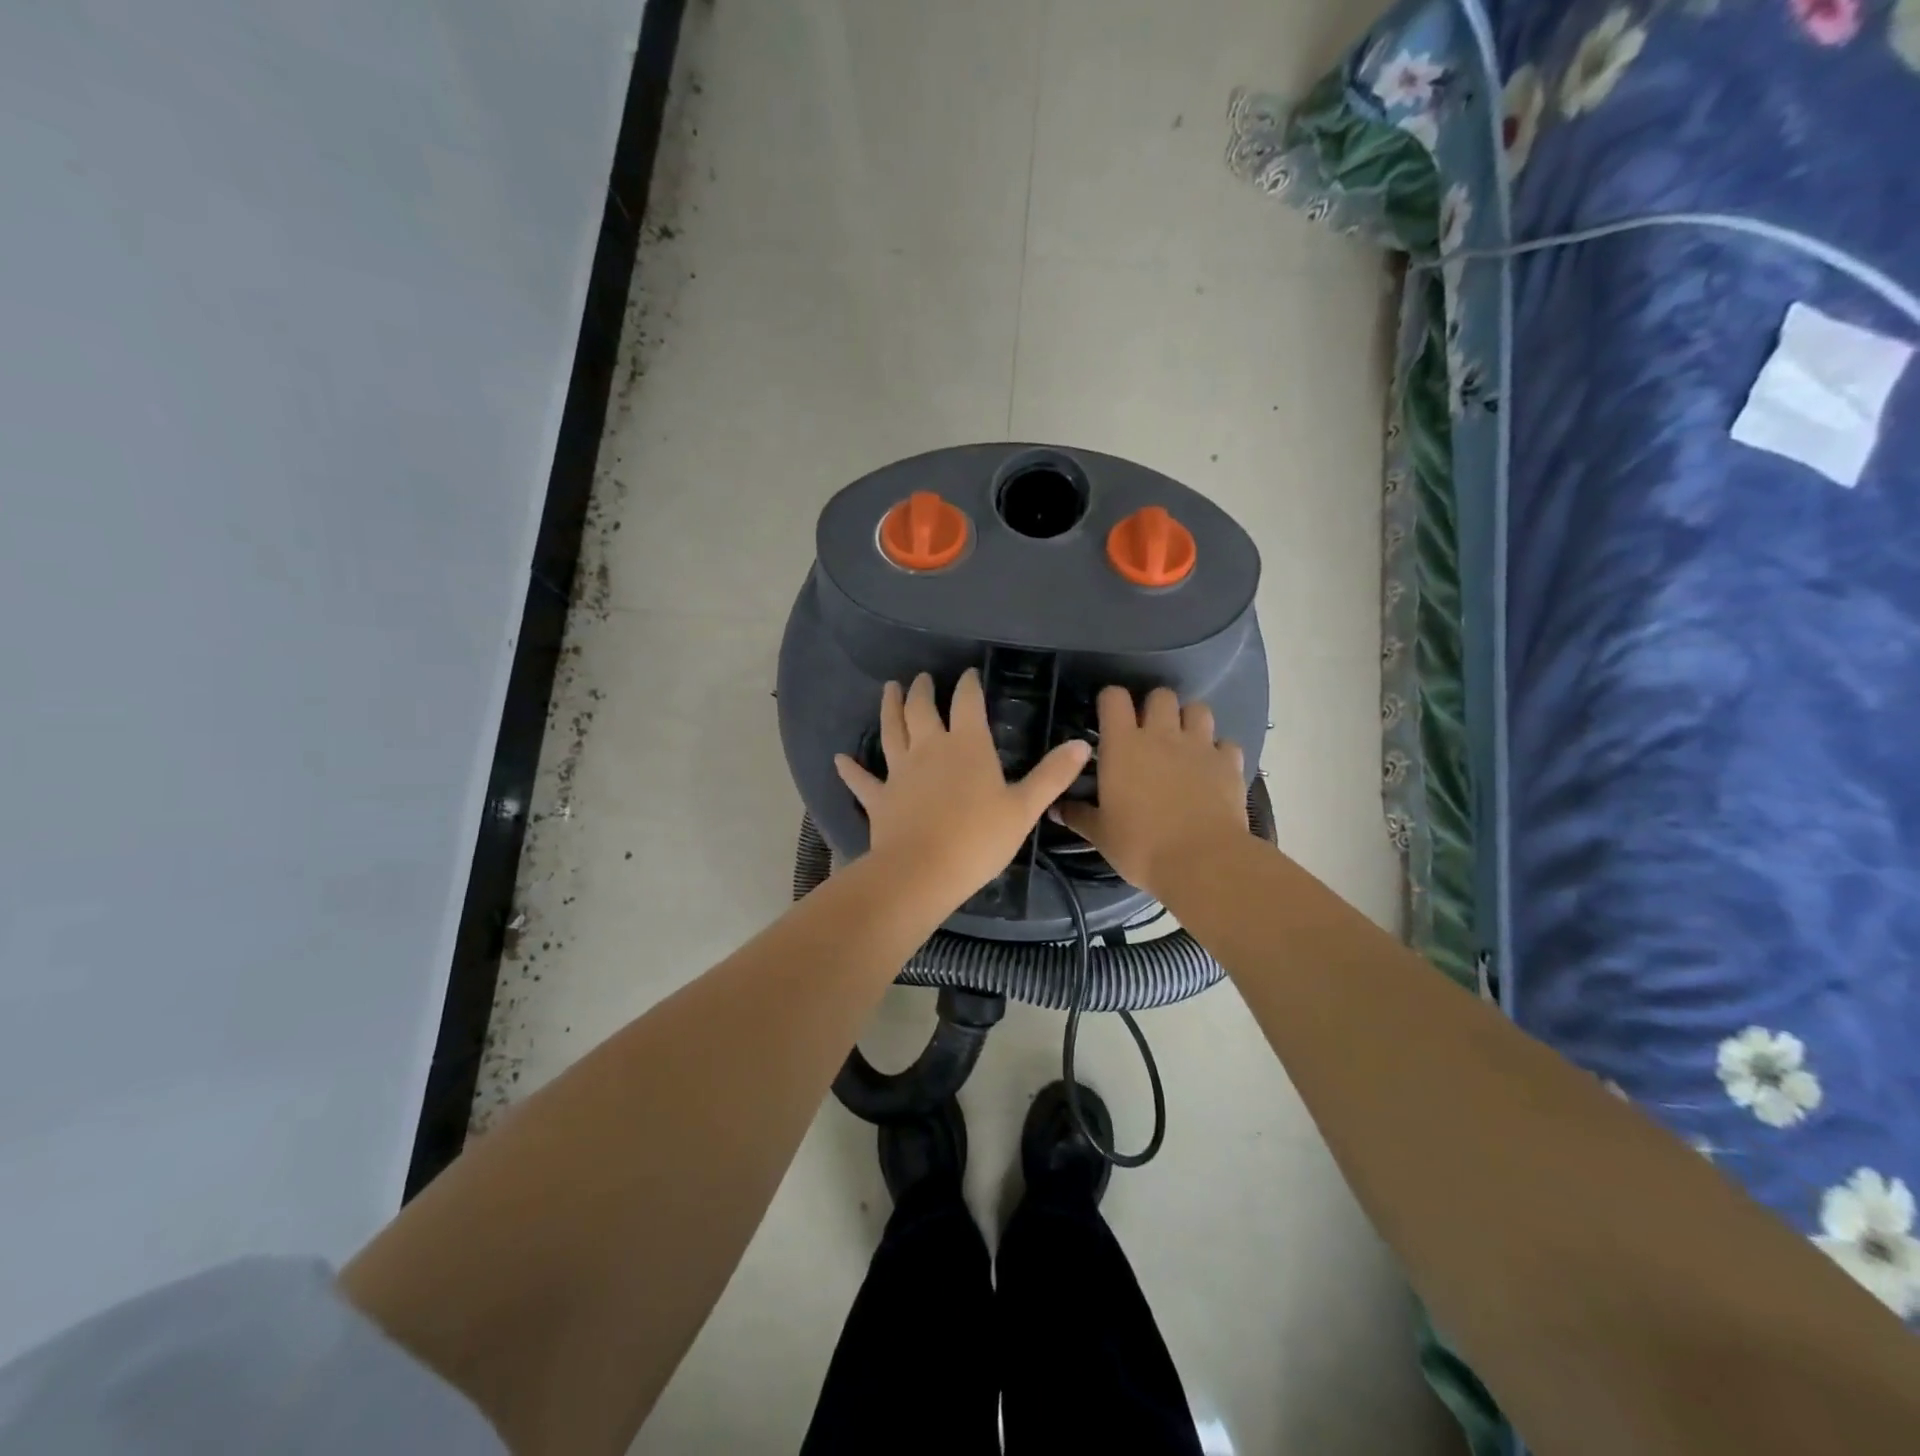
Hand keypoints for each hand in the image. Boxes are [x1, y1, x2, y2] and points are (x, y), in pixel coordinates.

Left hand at [835, 671, 1091, 910]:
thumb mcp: (1024, 808)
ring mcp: (899, 771)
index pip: (967, 702)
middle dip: (923, 690)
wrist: (923, 872)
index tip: (968, 674)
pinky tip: (839, 758)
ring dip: (889, 708)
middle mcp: (929, 748)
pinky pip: (862, 779)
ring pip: (891, 731)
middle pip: (922, 709)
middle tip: (922, 678)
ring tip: (889, 689)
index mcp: (967, 746)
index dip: (968, 685)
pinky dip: (850, 768)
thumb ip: (1052, 775)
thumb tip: (1083, 743)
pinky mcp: (879, 798)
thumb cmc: (979, 839)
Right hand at [1057, 686, 1247, 896]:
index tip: (1107, 717)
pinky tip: (1212, 768)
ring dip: (1189, 720)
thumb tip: (1055, 808)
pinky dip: (1219, 751)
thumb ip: (1078, 815)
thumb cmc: (1140, 846)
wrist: (1202, 861)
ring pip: (1198, 709)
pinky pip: (1226, 743)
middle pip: (1160, 695)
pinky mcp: (1229, 763)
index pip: (1114, 698)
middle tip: (1148, 732)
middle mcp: (1162, 734)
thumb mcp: (1100, 834)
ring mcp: (1199, 746)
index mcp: (1123, 745)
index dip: (1110, 701)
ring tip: (1183, 742)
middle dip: (1154, 707)